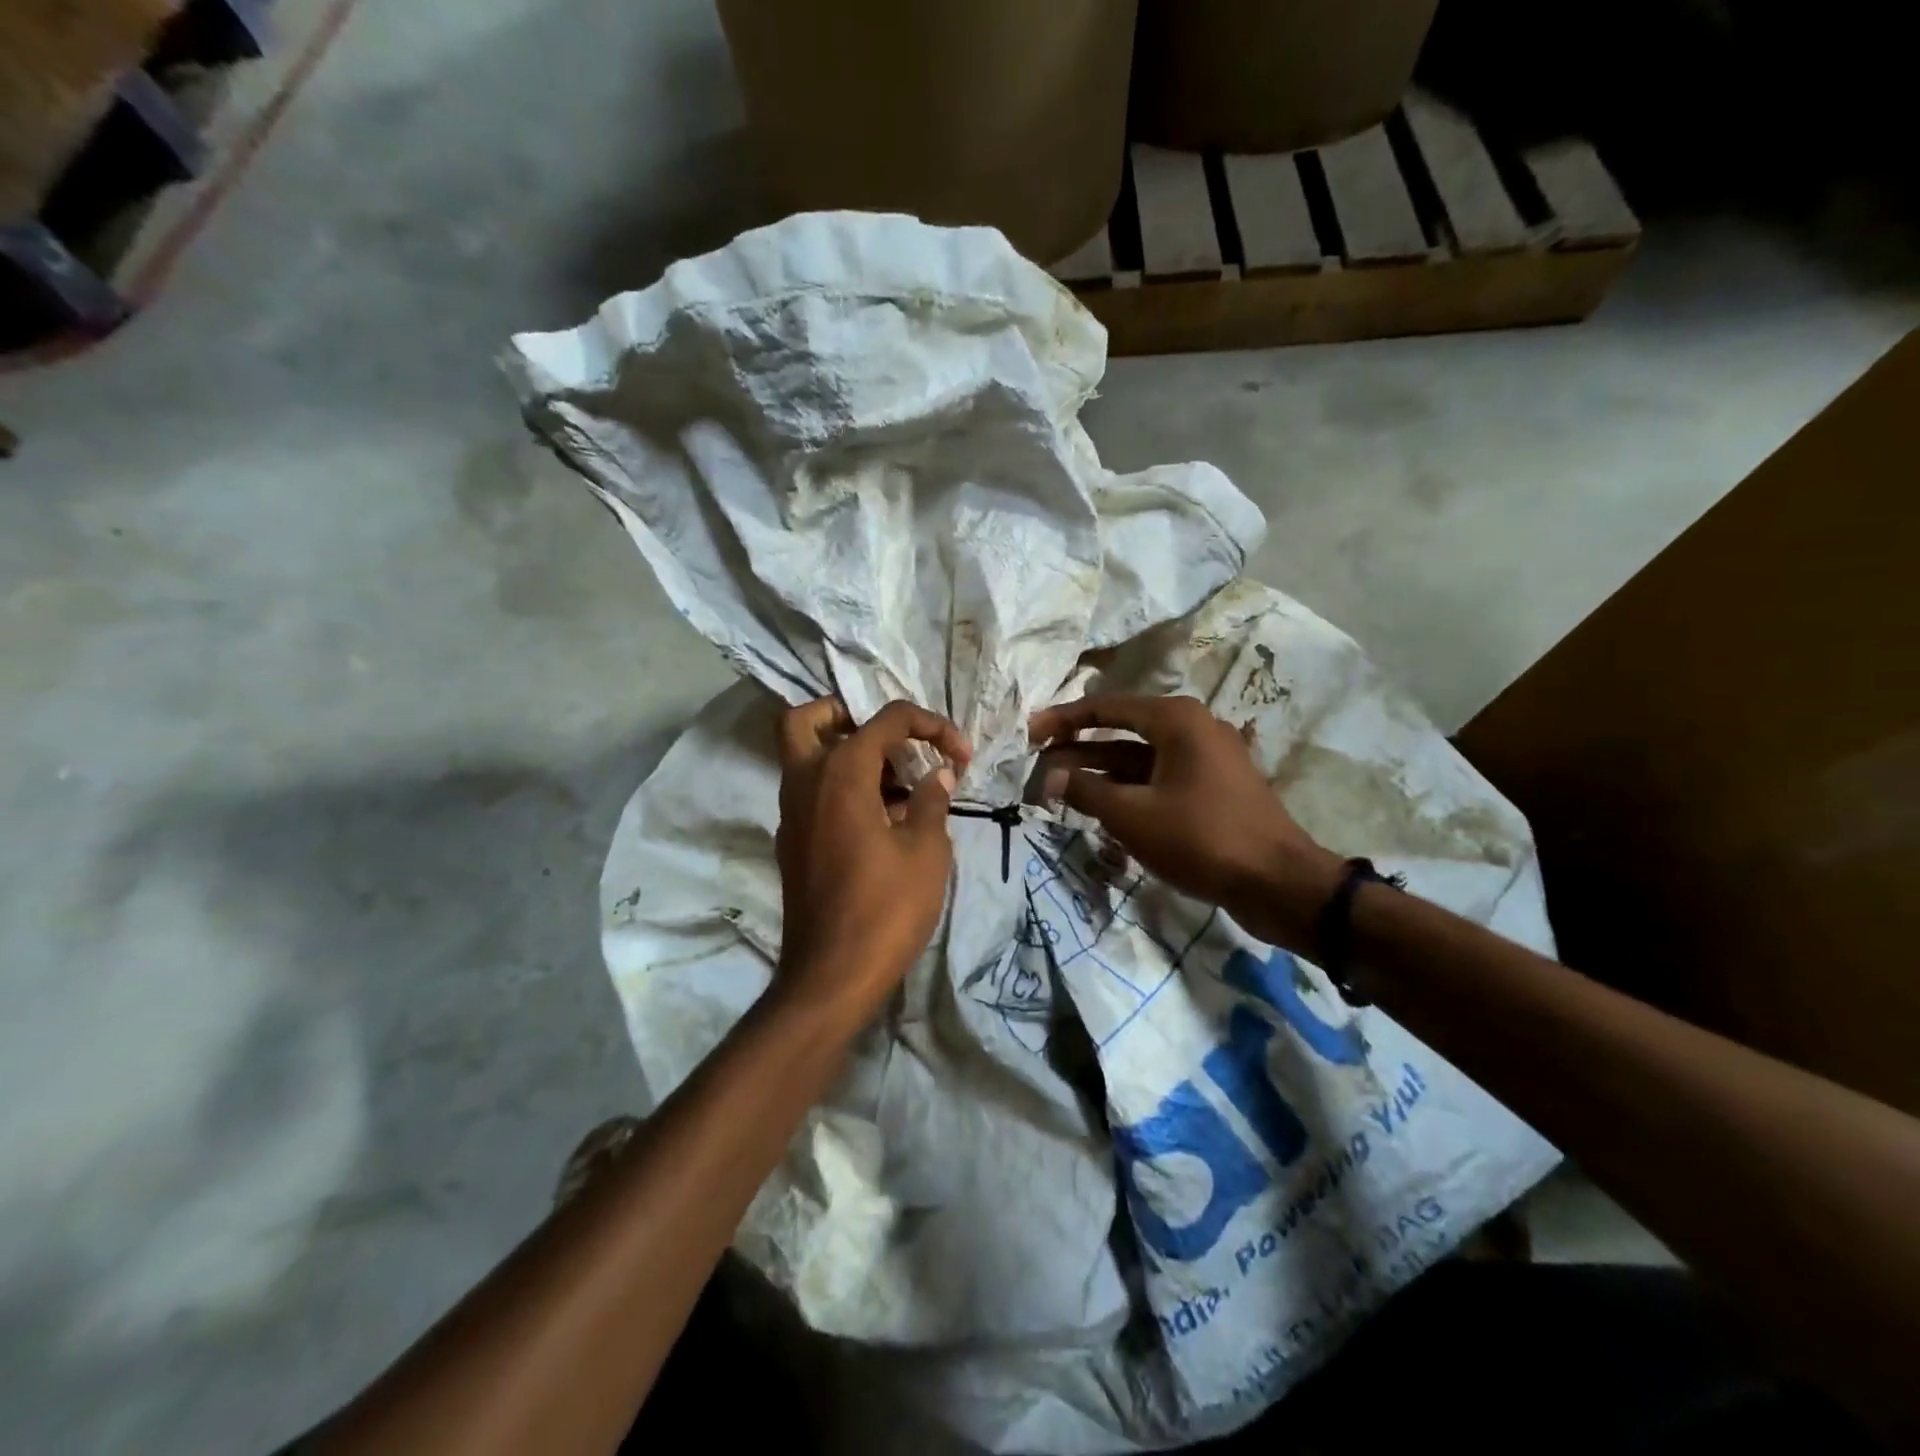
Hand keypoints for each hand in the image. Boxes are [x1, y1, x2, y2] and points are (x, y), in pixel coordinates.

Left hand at [775, 697, 970, 1018]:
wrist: (832, 976)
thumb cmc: (886, 908)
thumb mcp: (926, 851)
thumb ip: (931, 801)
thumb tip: (938, 775)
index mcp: (840, 774)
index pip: (885, 720)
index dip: (931, 726)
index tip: (960, 756)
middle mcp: (805, 782)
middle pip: (809, 720)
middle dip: (849, 716)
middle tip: (891, 742)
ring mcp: (791, 814)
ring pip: (806, 757)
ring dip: (848, 754)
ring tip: (901, 786)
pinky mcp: (792, 842)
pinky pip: (811, 793)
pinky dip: (840, 788)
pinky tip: (882, 820)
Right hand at [1030, 694, 1342, 952]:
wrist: (1278, 883)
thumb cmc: (1201, 838)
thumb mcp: (1132, 815)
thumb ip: (1085, 791)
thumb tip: (1048, 776)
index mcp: (1176, 719)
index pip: (1106, 707)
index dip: (1063, 719)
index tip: (1028, 733)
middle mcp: (1192, 728)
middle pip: (1121, 731)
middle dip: (1078, 748)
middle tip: (1036, 763)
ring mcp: (1205, 759)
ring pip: (1139, 758)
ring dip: (1099, 772)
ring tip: (1057, 787)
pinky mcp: (1211, 788)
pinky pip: (1158, 779)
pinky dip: (1127, 789)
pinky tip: (1098, 807)